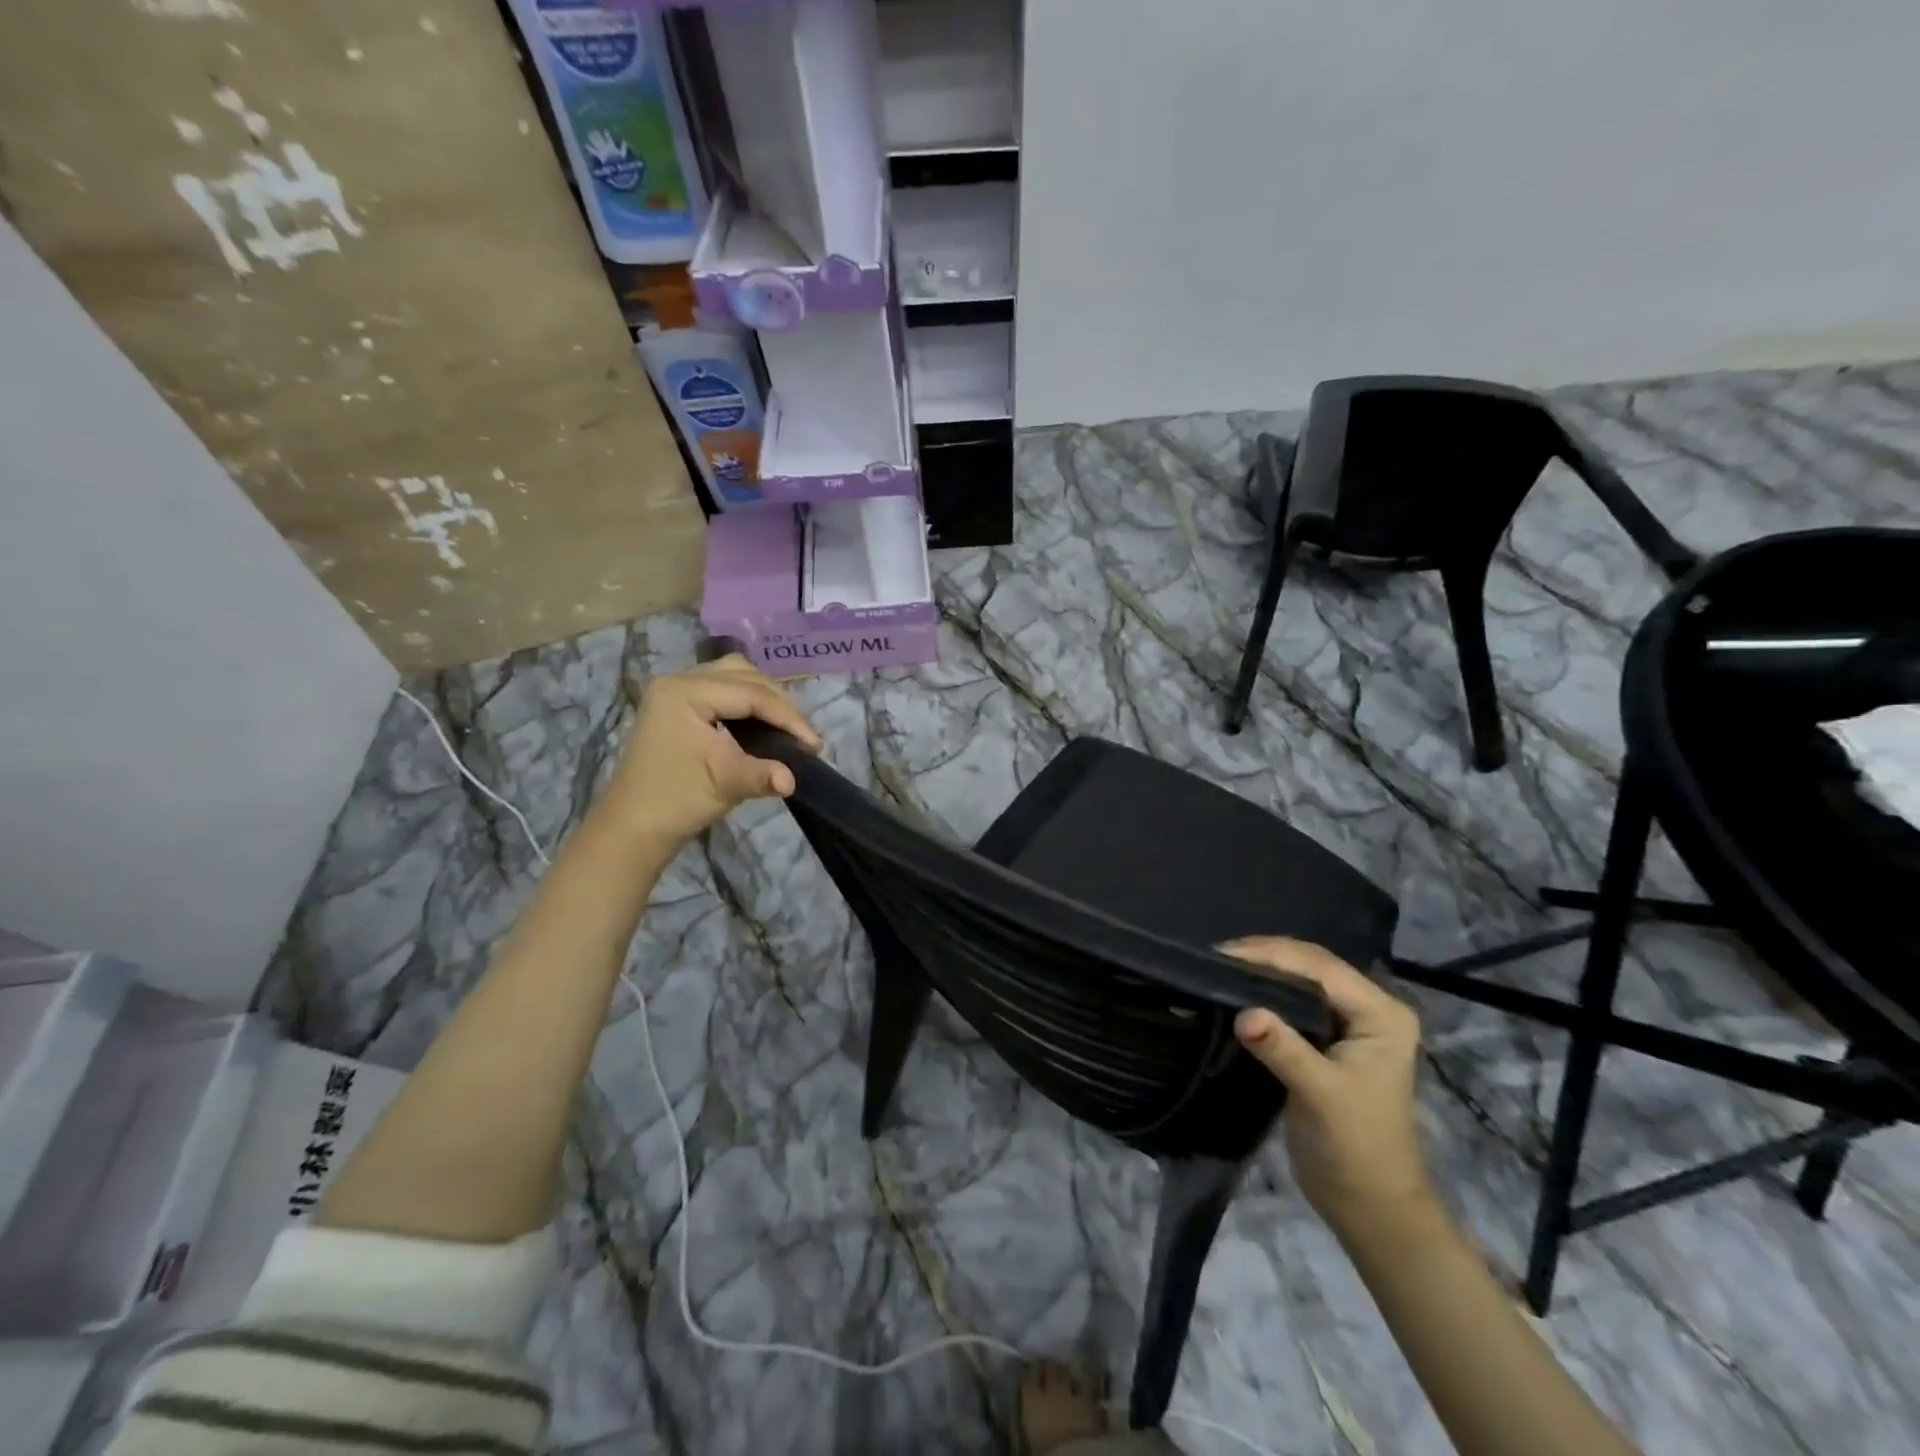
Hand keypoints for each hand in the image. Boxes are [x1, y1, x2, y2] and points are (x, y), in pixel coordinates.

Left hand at [600, 656, 822, 846]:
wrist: (634, 827)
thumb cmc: (676, 801)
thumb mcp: (724, 784)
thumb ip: (762, 774)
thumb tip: (793, 779)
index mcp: (685, 693)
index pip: (750, 693)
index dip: (787, 717)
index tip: (815, 744)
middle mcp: (679, 681)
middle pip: (744, 675)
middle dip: (778, 703)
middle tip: (801, 735)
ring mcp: (676, 692)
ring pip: (734, 677)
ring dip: (764, 698)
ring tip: (785, 727)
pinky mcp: (679, 706)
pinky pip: (723, 690)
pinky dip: (747, 703)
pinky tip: (762, 724)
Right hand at [1224, 937, 1432, 1236]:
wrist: (1371, 1207)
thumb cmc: (1357, 1150)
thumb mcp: (1321, 1096)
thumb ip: (1284, 1049)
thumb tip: (1243, 1013)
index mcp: (1381, 1013)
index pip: (1320, 967)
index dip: (1270, 955)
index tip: (1221, 954)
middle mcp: (1369, 1008)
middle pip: (1310, 966)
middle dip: (1263, 958)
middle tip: (1212, 958)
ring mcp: (1350, 1024)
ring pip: (1299, 981)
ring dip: (1261, 973)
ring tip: (1216, 969)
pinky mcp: (1328, 1040)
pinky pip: (1292, 1003)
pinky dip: (1264, 994)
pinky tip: (1235, 993)